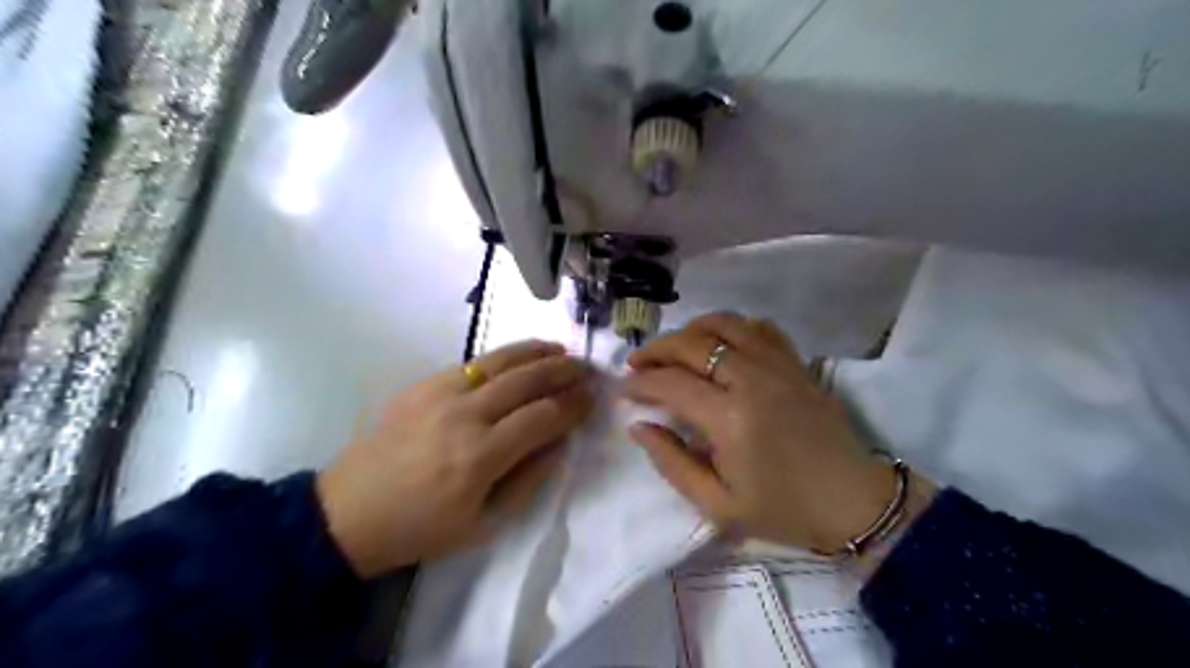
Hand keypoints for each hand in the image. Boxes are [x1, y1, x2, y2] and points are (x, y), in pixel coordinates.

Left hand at [318, 341, 591, 576]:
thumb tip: (561, 440)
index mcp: (480, 457)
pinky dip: (504, 355)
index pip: (542, 417)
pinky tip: (520, 355)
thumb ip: (529, 478)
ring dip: (537, 352)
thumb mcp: (484, 523)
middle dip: (563, 371)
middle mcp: (464, 416)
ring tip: (562, 350)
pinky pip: (472, 363)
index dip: (573, 405)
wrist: (349, 512)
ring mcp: (440, 394)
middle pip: (526, 381)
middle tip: (587, 368)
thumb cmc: (421, 528)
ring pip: (500, 361)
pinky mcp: (423, 385)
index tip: (593, 397)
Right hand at [625, 312, 902, 551]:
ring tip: (673, 348)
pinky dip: (733, 326)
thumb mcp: (718, 504)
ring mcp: (778, 365)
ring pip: (724, 324)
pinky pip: (760, 327)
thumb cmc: (783, 509)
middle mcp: (751, 379)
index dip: (640, 382)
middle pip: (692, 343)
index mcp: (729, 418)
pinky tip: (721, 341)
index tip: (623, 389)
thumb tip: (639, 426)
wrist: (853, 501)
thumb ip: (672, 462)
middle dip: (656, 350)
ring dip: (690, 330)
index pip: (671, 383)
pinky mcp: (796, 363)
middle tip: (637, 364)